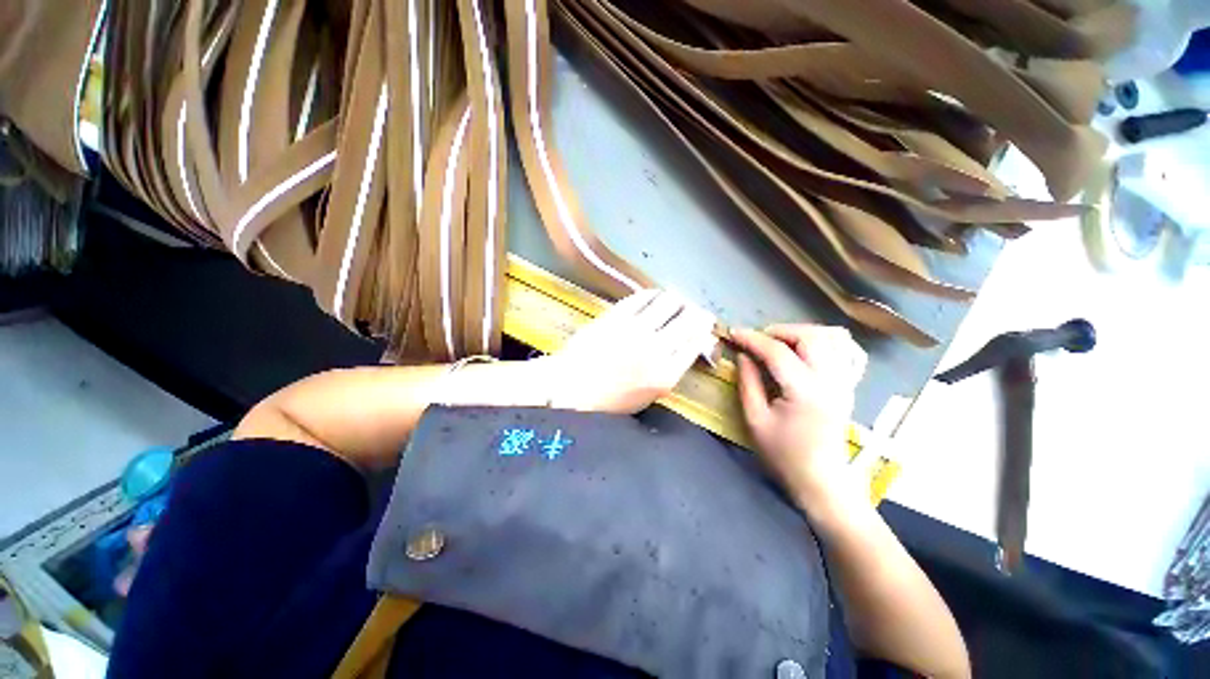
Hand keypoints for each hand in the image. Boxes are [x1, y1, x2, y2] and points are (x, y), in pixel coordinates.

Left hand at [544, 289, 715, 413]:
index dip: (704, 328)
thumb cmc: (609, 399)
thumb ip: (671, 370)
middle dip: (696, 311)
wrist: (570, 388)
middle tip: (692, 310)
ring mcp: (635, 329)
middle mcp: (656, 349)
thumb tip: (689, 344)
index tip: (705, 322)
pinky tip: (653, 296)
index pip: (696, 342)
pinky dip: (653, 294)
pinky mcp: (616, 315)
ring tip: (673, 301)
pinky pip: (643, 296)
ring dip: (676, 299)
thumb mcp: (648, 395)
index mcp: (665, 374)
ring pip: (669, 302)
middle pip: (689, 319)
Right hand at [731, 325, 866, 512]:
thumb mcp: (755, 420)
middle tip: (758, 340)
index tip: (733, 333)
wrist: (822, 480)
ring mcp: (844, 381)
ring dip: (803, 332)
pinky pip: (846, 350)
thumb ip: (748, 382)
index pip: (777, 351)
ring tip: (781, 342)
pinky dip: (826, 341)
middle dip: (780, 331)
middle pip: (811, 336)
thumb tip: (743, 355)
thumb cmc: (783, 454)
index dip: (752, 338)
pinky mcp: (848, 385)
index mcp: (805, 391)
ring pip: (832, 337)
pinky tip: (808, 349)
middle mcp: (830, 380)